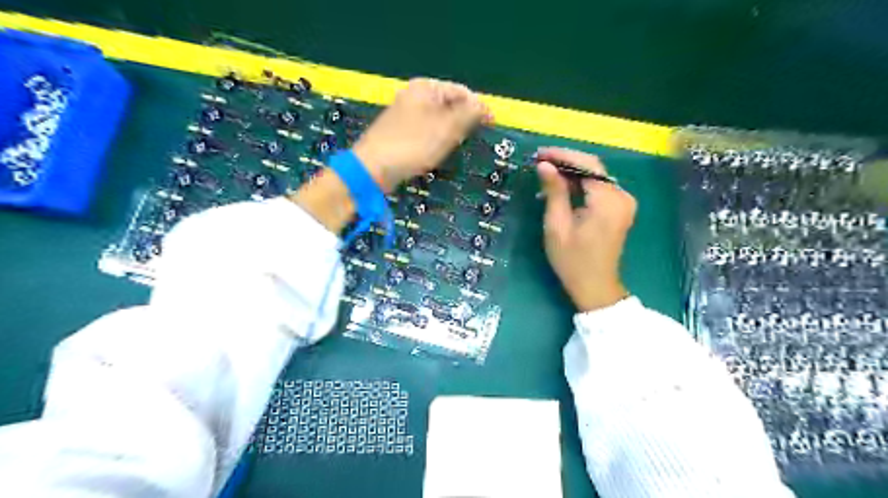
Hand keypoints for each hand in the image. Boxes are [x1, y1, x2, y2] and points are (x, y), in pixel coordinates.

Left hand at [350, 78, 487, 191]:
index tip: (491, 125)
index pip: (462, 91)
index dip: (478, 107)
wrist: (373, 168)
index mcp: (426, 88)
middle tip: (471, 140)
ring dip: (450, 133)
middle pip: (449, 105)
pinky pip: (426, 131)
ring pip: (438, 120)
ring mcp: (404, 113)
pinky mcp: (399, 132)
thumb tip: (485, 106)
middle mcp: (414, 95)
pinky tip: (436, 153)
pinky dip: (435, 140)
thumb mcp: (447, 128)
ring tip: (454, 148)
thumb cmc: (413, 145)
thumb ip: (469, 113)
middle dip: (463, 121)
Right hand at [537, 146, 634, 312]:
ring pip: (596, 176)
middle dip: (566, 162)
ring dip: (572, 173)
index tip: (539, 154)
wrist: (595, 287)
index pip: (587, 165)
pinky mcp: (620, 209)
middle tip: (539, 162)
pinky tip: (562, 187)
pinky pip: (599, 188)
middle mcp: (622, 196)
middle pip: (593, 168)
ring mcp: (624, 202)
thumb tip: (544, 165)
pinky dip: (581, 184)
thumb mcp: (557, 226)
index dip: (562, 155)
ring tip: (546, 173)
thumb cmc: (572, 260)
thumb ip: (554, 192)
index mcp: (608, 201)